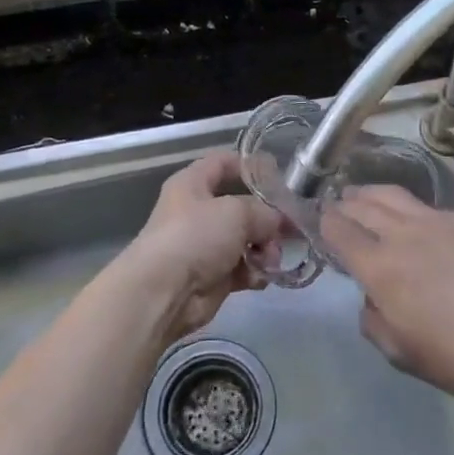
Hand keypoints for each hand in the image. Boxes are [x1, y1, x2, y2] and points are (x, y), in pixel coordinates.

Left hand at [120, 152, 285, 341]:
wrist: (164, 292)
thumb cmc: (196, 236)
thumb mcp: (237, 212)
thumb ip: (265, 211)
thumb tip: (280, 221)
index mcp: (193, 184)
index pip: (223, 162)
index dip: (250, 165)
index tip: (279, 174)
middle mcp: (198, 212)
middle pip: (242, 206)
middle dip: (268, 217)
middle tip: (289, 227)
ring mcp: (205, 245)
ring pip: (246, 239)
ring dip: (265, 248)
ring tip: (271, 258)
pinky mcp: (212, 276)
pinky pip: (243, 268)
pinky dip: (255, 272)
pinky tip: (262, 277)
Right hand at [320, 186, 453, 402]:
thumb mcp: (401, 353)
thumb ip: (374, 320)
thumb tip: (373, 299)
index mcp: (380, 267)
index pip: (340, 230)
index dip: (324, 223)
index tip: (320, 221)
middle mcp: (403, 234)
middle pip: (364, 205)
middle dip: (345, 203)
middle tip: (338, 204)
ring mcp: (439, 221)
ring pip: (396, 197)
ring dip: (373, 195)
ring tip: (366, 196)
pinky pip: (433, 210)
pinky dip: (416, 213)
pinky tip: (423, 226)